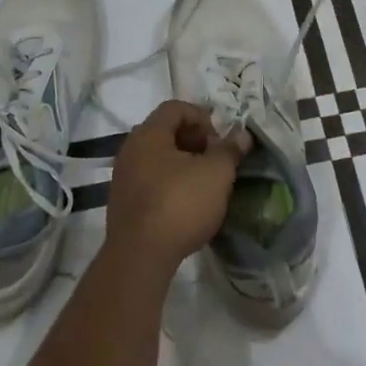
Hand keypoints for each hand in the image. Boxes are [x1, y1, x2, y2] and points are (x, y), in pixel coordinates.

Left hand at [105, 101, 249, 274]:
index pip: (176, 107)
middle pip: (165, 131)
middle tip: (214, 160)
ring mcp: (123, 177)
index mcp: (149, 133)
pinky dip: (169, 183)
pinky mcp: (122, 203)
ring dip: (182, 164)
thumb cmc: (180, 204)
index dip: (202, 117)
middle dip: (194, 141)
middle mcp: (130, 149)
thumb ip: (230, 150)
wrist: (140, 257)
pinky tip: (185, 205)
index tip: (219, 140)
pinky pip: (149, 180)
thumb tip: (243, 134)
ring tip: (204, 184)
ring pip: (157, 158)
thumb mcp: (216, 174)